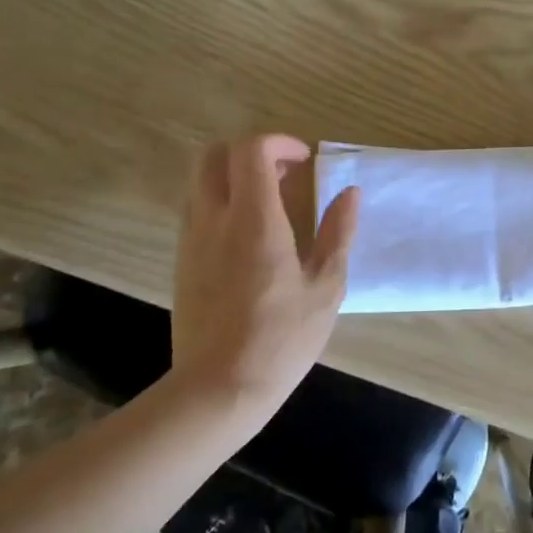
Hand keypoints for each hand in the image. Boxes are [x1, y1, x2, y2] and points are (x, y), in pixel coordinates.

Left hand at [171, 135, 358, 427]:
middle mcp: (214, 220)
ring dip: (235, 177)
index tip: (304, 161)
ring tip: (271, 204)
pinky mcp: (182, 263)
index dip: (279, 143)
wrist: (218, 390)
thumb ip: (338, 233)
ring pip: (201, 182)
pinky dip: (223, 203)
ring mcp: (191, 241)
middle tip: (284, 173)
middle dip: (250, 151)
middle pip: (214, 155)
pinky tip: (251, 236)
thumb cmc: (281, 338)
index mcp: (254, 221)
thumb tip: (350, 193)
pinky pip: (197, 211)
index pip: (250, 150)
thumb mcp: (326, 287)